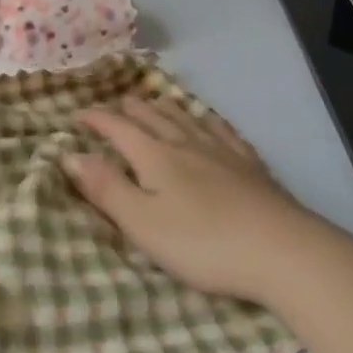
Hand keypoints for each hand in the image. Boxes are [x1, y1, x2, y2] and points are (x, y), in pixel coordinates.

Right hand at [63, 99, 322, 304]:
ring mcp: (221, 151)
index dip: (96, 119)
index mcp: (155, 157)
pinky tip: (209, 121)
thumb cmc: (202, 243)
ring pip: (186, 118)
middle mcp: (186, 144)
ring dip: (163, 108)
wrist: (281, 250)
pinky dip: (206, 120)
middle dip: (129, 109)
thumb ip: (106, 189)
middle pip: (152, 117)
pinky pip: (222, 131)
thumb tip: (70, 155)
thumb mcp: (142, 223)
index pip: (118, 128)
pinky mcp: (250, 165)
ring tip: (154, 102)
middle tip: (115, 104)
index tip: (77, 115)